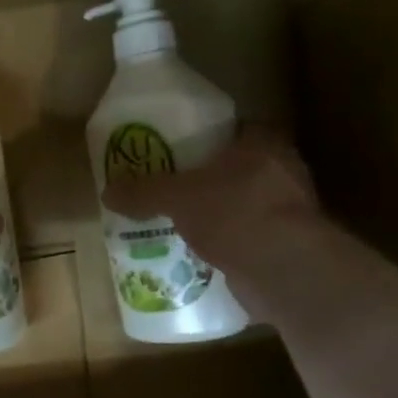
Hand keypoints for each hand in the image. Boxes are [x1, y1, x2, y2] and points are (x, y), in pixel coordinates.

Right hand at [101, 125, 321, 320]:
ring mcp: (290, 208)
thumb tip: (107, 192)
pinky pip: (250, 237)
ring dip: (219, 215)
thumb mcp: (177, 197)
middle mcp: (283, 168)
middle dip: (208, 181)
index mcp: (263, 141)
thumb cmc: (234, 213)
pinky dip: (230, 244)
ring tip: (183, 225)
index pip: (234, 129)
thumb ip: (144, 192)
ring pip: (244, 204)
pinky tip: (203, 255)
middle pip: (237, 168)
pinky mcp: (289, 244)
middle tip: (173, 191)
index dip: (206, 139)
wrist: (281, 268)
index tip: (178, 153)